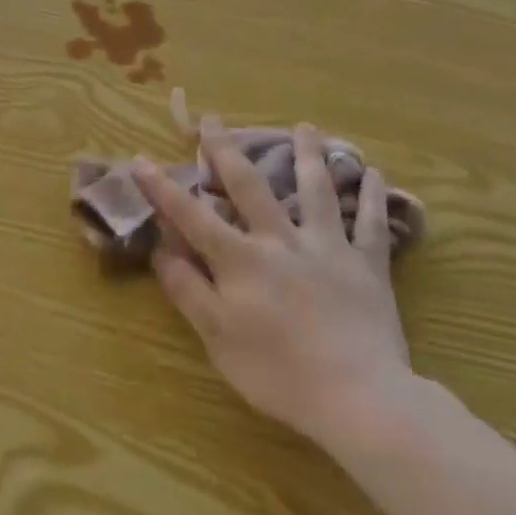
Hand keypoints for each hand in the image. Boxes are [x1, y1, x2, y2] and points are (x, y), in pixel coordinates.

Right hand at [133, 119, 411, 448]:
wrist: (357, 396)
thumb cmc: (278, 373)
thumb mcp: (217, 338)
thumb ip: (189, 290)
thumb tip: (162, 249)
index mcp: (241, 260)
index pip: (192, 217)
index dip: (163, 189)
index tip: (141, 160)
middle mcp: (281, 241)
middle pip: (251, 186)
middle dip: (226, 150)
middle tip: (214, 119)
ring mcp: (328, 248)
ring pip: (316, 191)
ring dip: (308, 155)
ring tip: (305, 127)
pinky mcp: (367, 265)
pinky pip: (370, 223)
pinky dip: (371, 196)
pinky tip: (374, 171)